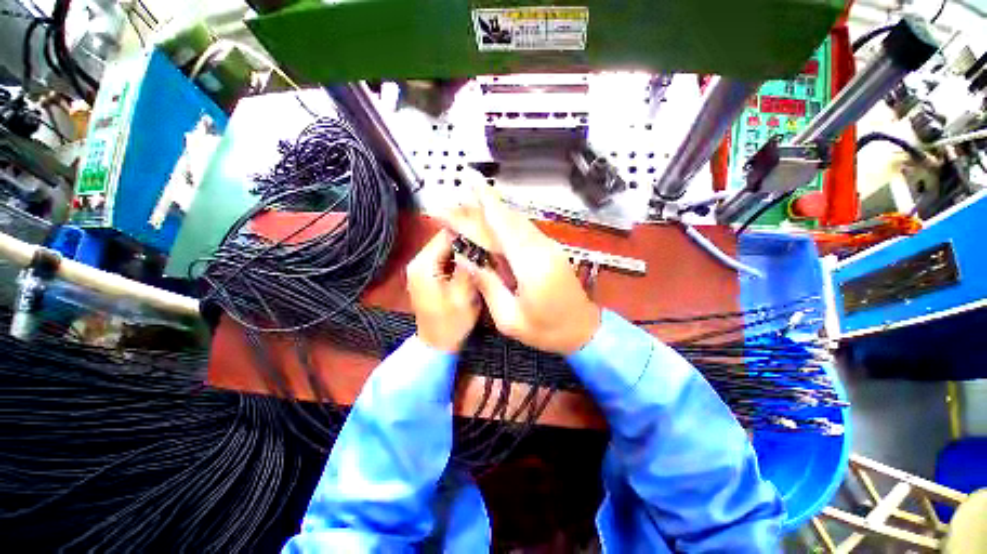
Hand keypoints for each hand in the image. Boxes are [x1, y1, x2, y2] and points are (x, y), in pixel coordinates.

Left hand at [406, 229, 480, 352]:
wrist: (436, 345)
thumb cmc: (452, 323)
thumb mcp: (464, 294)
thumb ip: (468, 265)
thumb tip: (475, 240)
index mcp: (424, 265)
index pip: (446, 234)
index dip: (467, 231)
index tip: (488, 232)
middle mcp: (418, 262)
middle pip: (445, 239)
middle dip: (466, 240)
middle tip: (488, 243)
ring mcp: (420, 268)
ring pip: (445, 248)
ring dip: (463, 249)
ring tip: (483, 251)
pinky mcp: (426, 275)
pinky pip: (444, 258)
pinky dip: (458, 258)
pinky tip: (472, 262)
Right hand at [444, 189, 600, 354]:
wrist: (584, 330)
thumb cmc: (546, 330)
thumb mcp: (509, 319)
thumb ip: (488, 285)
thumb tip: (466, 259)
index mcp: (531, 265)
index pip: (503, 227)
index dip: (484, 204)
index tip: (469, 183)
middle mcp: (541, 248)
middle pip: (508, 219)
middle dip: (481, 207)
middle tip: (456, 203)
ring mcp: (549, 246)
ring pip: (517, 221)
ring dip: (493, 212)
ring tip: (469, 208)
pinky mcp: (551, 249)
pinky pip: (524, 230)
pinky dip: (505, 223)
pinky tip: (492, 223)